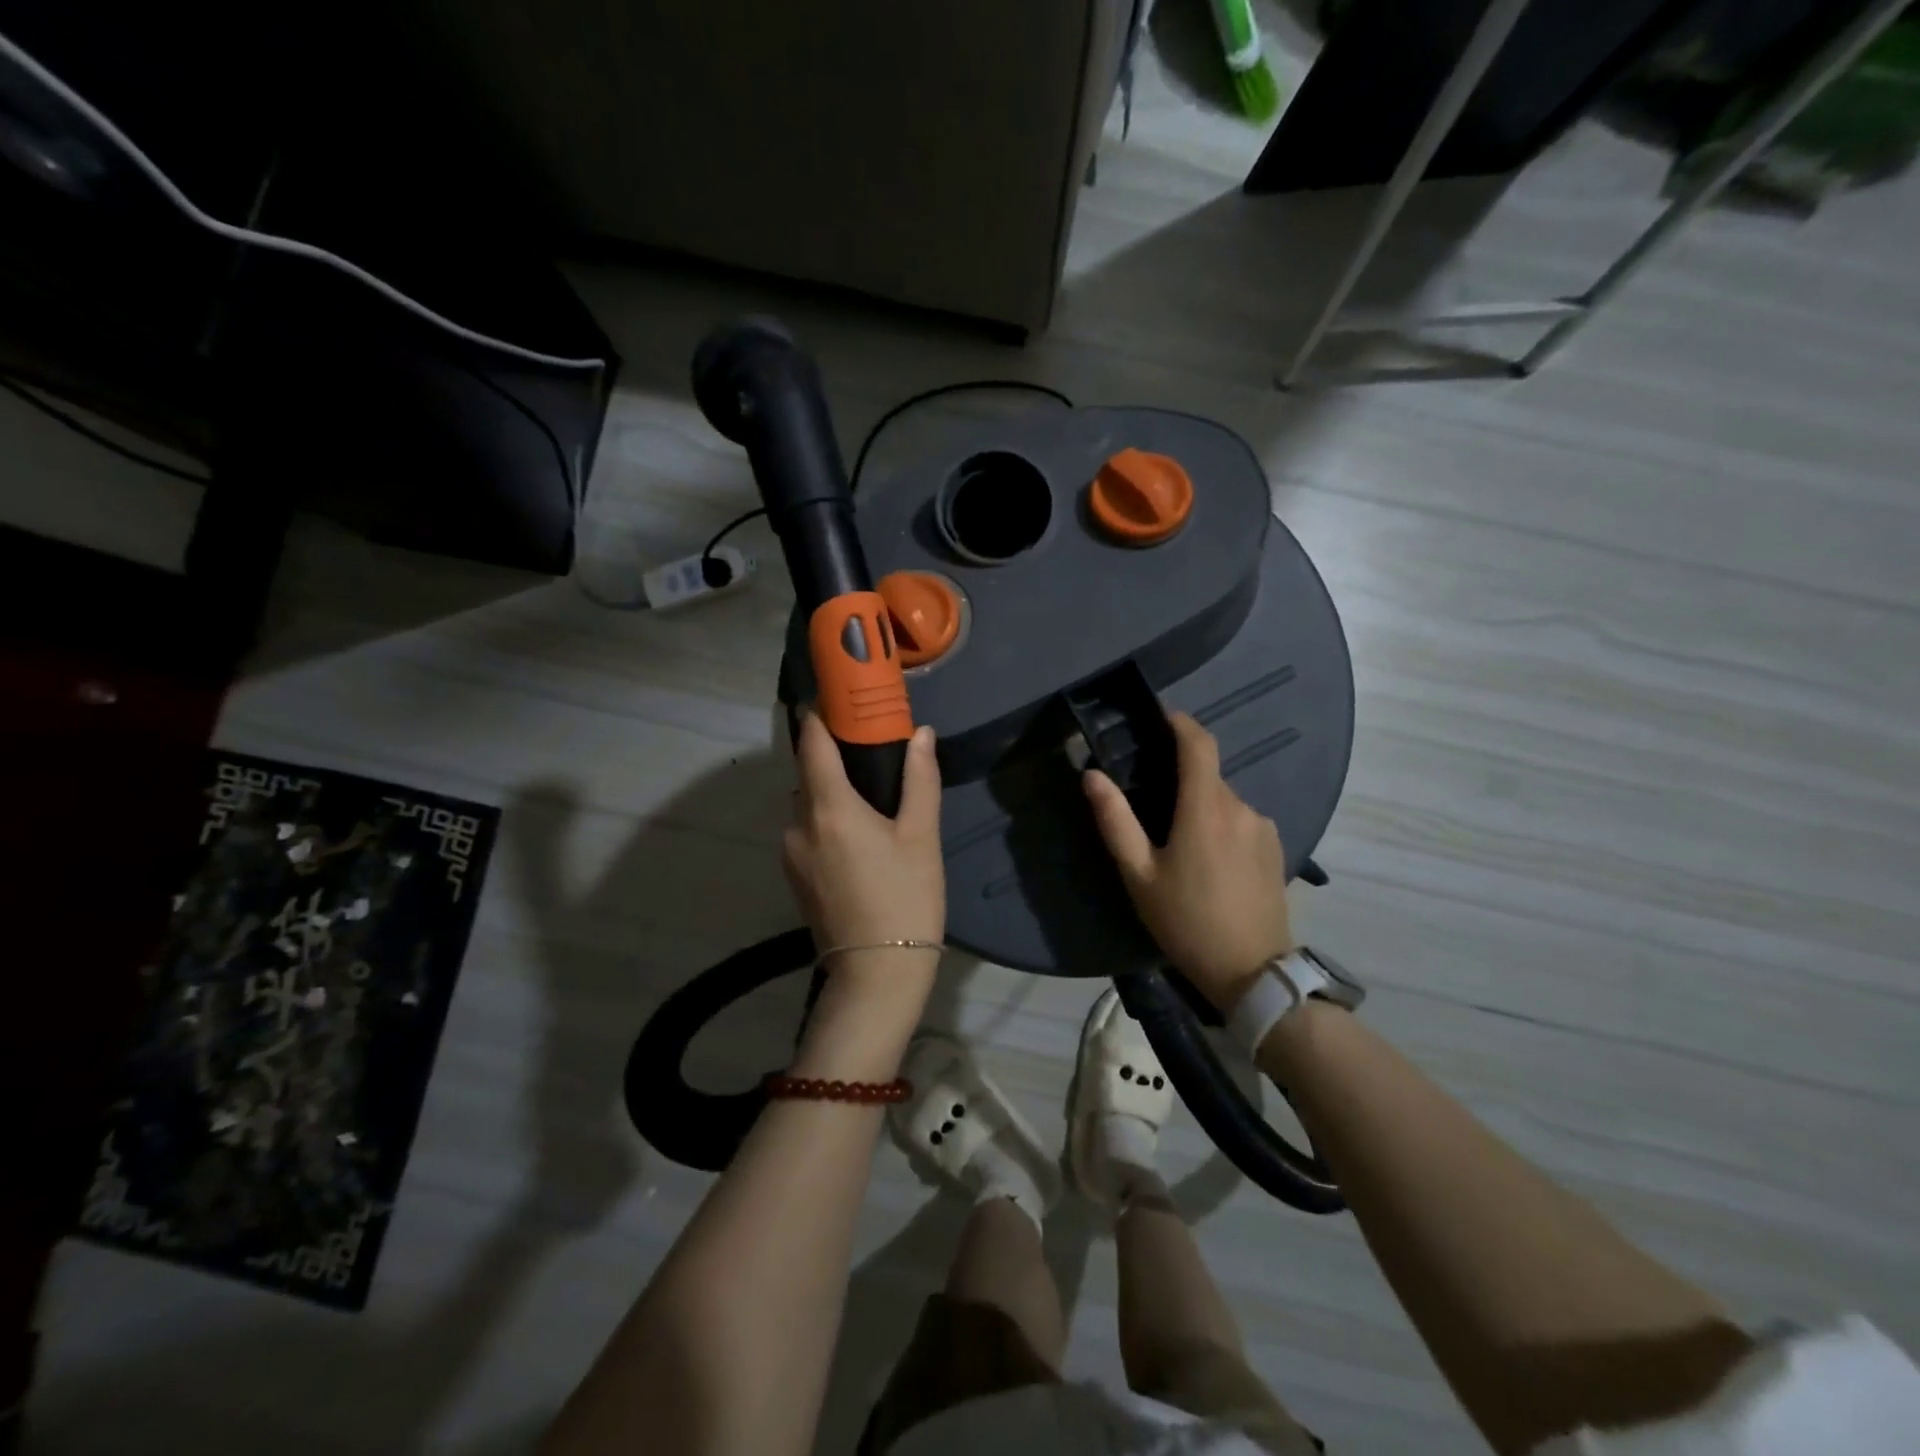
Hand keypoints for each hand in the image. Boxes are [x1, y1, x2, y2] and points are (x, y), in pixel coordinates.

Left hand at [784, 713, 944, 984]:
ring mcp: (790, 852)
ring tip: (867, 792)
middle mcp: (798, 824)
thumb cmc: (905, 898)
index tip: (838, 698)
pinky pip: (806, 829)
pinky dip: (824, 817)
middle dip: (831, 752)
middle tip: (867, 744)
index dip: (820, 716)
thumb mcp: (921, 836)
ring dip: (828, 789)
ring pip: (806, 803)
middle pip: (807, 772)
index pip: (812, 743)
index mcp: (829, 808)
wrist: (876, 974)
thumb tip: (921, 734)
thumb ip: (920, 779)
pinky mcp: (794, 876)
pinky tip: (856, 833)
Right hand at [1083, 712, 1293, 1010]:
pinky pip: (1241, 820)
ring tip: (1178, 843)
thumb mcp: (1139, 876)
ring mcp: (1262, 827)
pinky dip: (1220, 825)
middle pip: (1208, 774)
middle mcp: (1240, 807)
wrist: (1253, 972)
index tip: (1159, 718)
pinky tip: (1208, 861)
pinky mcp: (1275, 848)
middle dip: (1181, 777)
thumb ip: (1115, 821)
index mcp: (1205, 808)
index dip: (1180, 723)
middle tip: (1151, 803)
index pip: (1199, 743)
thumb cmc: (1187, 922)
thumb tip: (1092, 775)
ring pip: (1224, 800)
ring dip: (1200, 805)